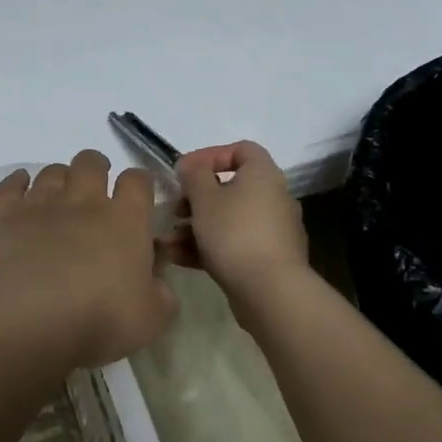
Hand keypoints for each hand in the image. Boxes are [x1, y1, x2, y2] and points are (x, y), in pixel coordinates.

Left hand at [0, 150, 175, 366]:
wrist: (26, 317)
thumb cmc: (97, 319)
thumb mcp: (150, 319)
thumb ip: (161, 293)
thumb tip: (156, 274)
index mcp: (125, 220)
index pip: (137, 181)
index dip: (139, 183)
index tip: (137, 197)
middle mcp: (83, 201)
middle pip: (91, 163)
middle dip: (96, 168)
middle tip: (95, 189)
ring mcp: (40, 203)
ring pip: (52, 171)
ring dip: (59, 178)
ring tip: (58, 197)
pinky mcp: (4, 214)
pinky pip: (12, 184)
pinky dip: (18, 181)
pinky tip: (20, 187)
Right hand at [164, 141, 309, 307]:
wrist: (270, 291)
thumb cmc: (234, 233)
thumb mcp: (204, 198)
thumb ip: (193, 175)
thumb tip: (191, 165)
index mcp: (263, 175)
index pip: (241, 150)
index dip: (211, 155)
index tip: (185, 171)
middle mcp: (272, 198)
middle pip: (230, 187)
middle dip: (196, 198)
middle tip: (175, 210)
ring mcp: (271, 230)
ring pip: (227, 219)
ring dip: (195, 226)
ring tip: (169, 242)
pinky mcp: (266, 258)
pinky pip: (233, 243)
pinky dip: (208, 247)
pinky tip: (180, 258)